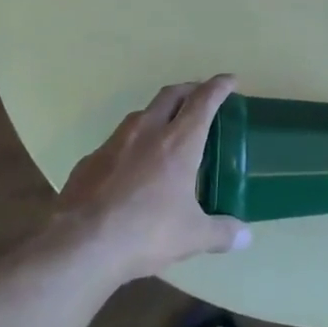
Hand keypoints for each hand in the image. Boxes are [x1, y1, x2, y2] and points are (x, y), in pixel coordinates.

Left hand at [54, 77, 251, 281]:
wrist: (81, 246)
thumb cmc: (146, 233)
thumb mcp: (192, 237)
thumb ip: (221, 233)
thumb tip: (246, 238)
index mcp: (179, 142)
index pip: (203, 100)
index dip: (219, 86)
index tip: (230, 80)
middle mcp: (147, 132)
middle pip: (171, 94)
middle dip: (189, 89)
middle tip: (200, 95)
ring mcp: (114, 143)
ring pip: (141, 114)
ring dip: (158, 113)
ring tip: (166, 129)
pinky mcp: (89, 161)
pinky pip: (116, 142)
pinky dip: (131, 144)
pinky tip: (130, 166)